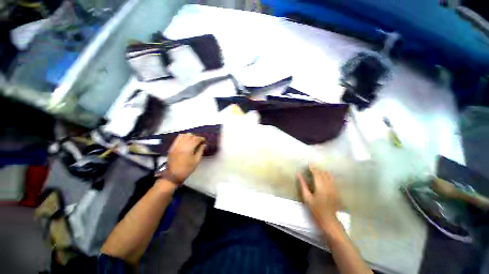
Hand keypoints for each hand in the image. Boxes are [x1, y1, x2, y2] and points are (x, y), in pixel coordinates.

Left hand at [166, 133, 205, 183]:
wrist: (173, 175)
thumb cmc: (187, 169)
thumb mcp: (196, 161)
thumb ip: (200, 151)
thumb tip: (204, 144)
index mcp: (188, 149)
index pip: (196, 139)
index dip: (201, 138)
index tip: (204, 140)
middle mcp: (181, 145)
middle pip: (190, 136)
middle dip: (196, 137)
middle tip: (200, 141)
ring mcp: (175, 145)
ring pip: (184, 135)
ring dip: (190, 136)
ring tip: (193, 140)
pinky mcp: (172, 147)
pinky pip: (177, 138)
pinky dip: (183, 137)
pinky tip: (186, 140)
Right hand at [298, 164, 339, 230]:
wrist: (329, 220)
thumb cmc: (315, 209)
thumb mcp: (307, 197)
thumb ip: (303, 184)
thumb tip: (299, 174)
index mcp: (320, 186)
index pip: (316, 173)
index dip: (312, 168)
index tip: (308, 164)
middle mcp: (328, 185)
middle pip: (323, 173)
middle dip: (317, 169)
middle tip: (311, 167)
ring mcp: (333, 188)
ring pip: (328, 175)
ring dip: (322, 171)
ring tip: (317, 170)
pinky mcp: (336, 191)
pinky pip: (332, 179)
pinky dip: (327, 175)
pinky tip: (324, 175)